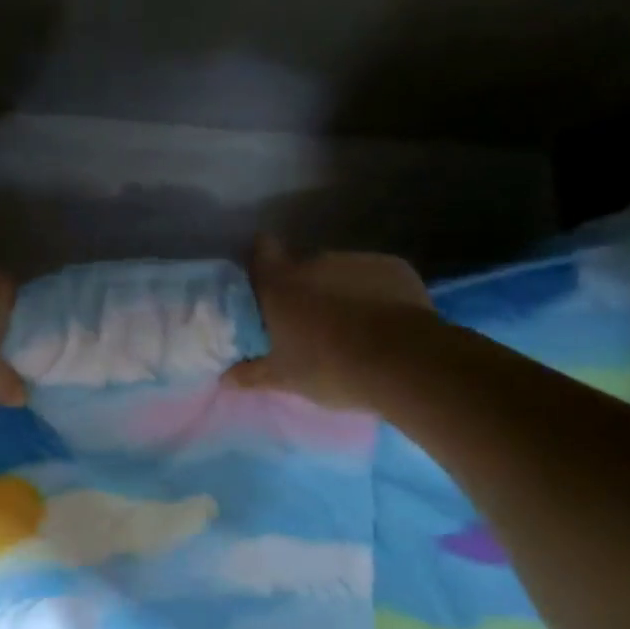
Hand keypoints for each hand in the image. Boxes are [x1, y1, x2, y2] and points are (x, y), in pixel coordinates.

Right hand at [224, 237, 433, 411]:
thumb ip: (252, 374)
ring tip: (352, 325)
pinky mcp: (394, 266)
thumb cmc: (331, 367)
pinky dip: (374, 292)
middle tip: (309, 320)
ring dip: (339, 289)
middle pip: (302, 263)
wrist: (405, 362)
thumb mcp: (285, 378)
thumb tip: (225, 379)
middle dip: (304, 285)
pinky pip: (375, 276)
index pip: (261, 250)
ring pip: (340, 270)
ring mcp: (357, 260)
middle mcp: (315, 261)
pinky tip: (384, 321)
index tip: (266, 284)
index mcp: (281, 283)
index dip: (262, 261)